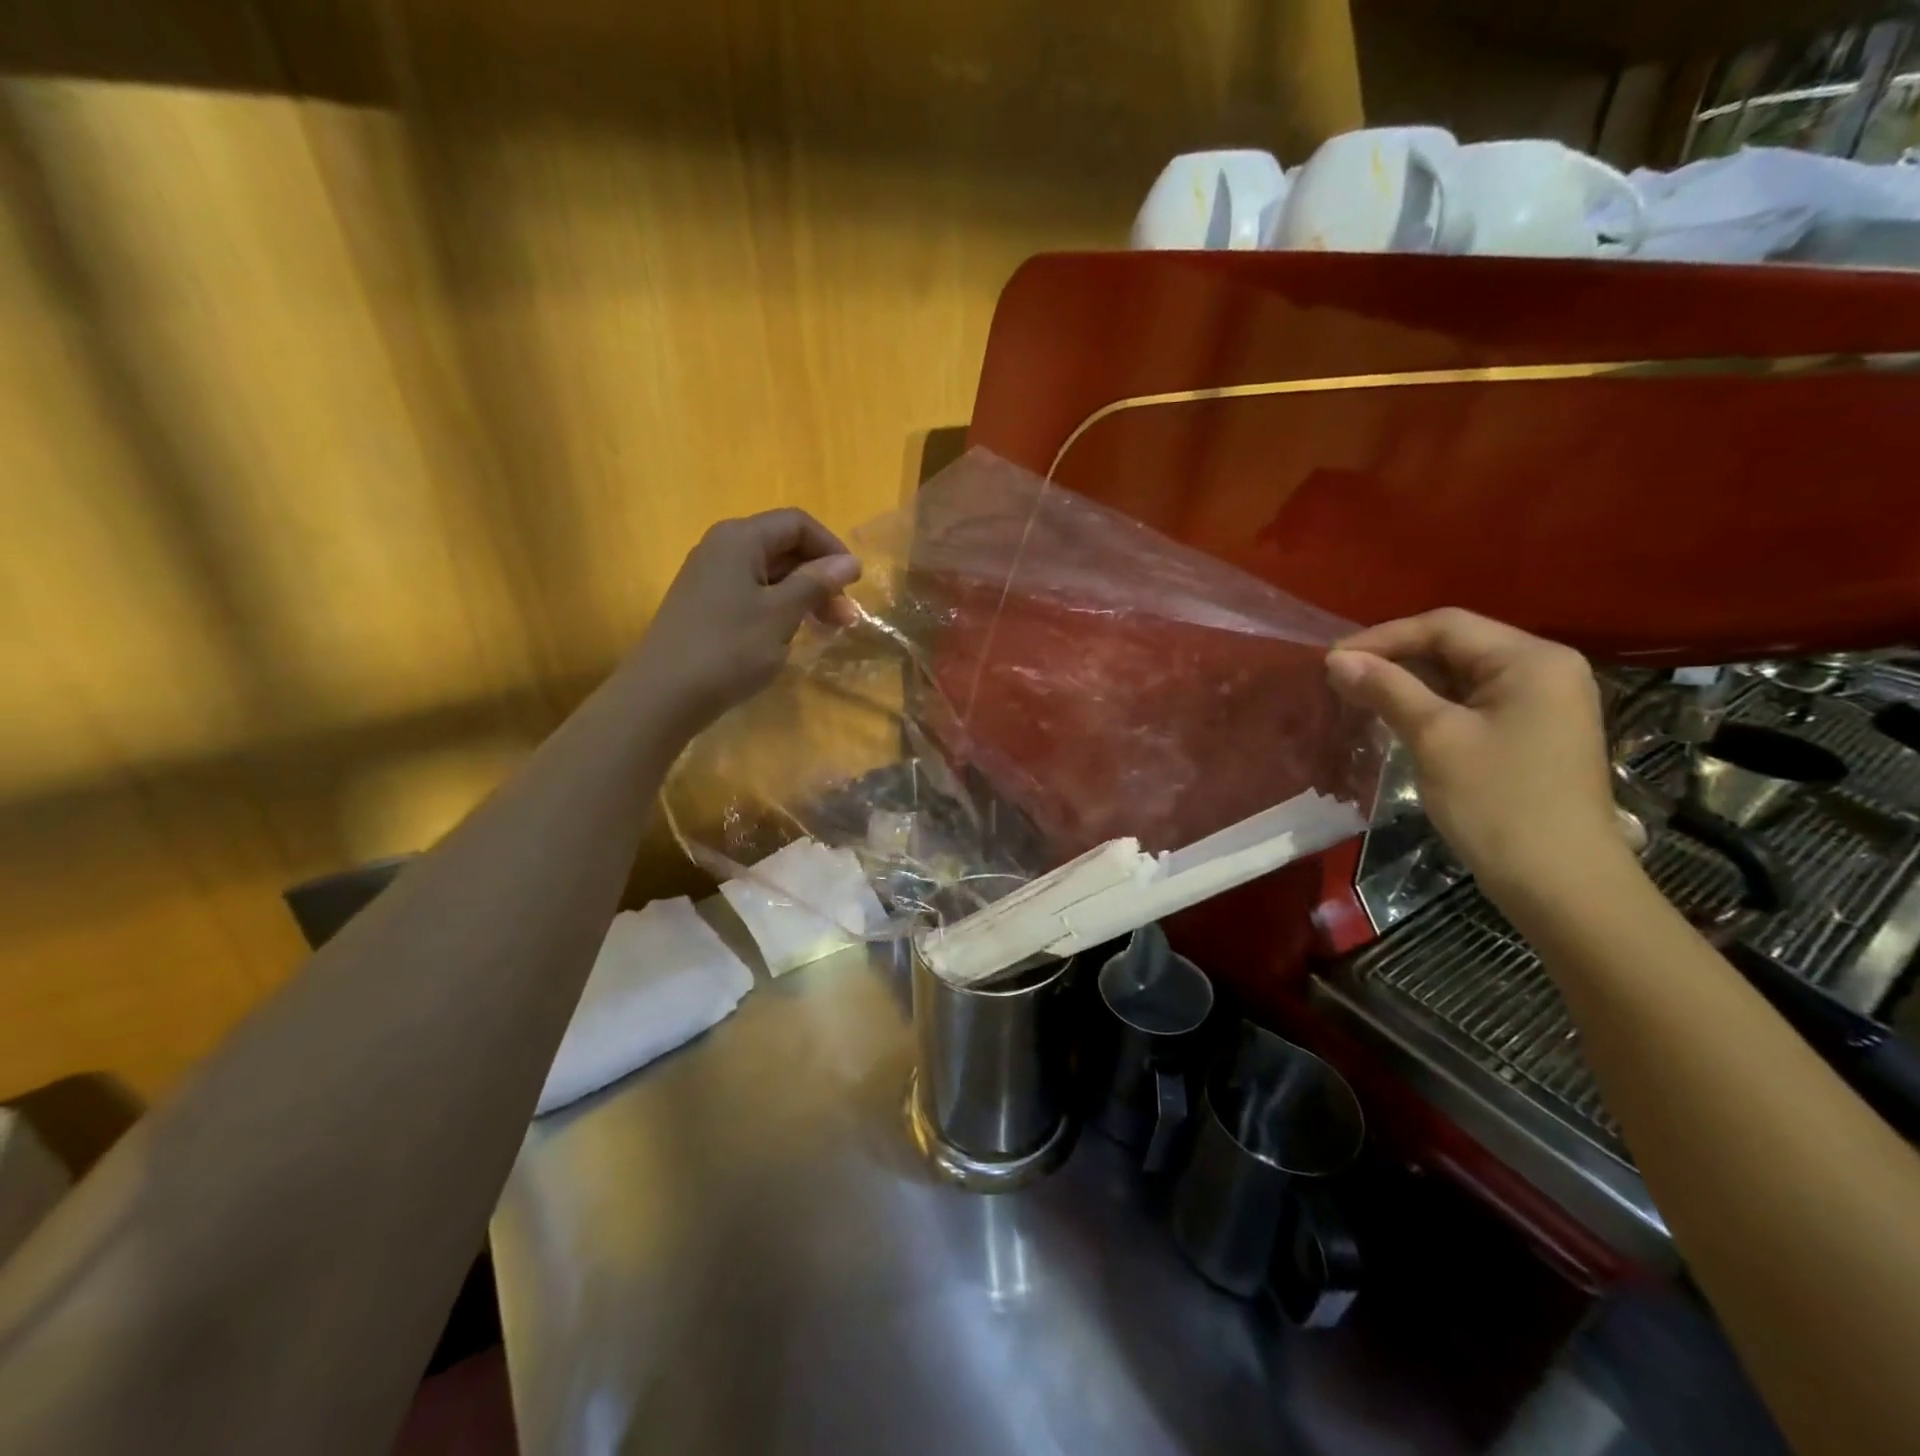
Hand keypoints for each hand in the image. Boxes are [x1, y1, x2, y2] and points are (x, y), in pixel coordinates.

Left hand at [632, 508, 860, 731]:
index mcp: (739, 538)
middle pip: (784, 548)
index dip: (831, 548)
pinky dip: (780, 609)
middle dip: (821, 578)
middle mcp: (721, 548)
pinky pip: (753, 594)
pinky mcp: (705, 606)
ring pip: (770, 574)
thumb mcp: (781, 614)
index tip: (854, 584)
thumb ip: (816, 582)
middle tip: (845, 618)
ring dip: (804, 596)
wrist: (663, 695)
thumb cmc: (728, 648)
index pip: (796, 524)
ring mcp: (710, 578)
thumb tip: (849, 561)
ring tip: (827, 630)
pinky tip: (792, 635)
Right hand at [1326, 609, 1625, 894]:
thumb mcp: (1435, 738)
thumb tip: (1337, 659)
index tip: (1331, 660)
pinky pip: (1471, 703)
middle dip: (1394, 659)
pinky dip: (1430, 705)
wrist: (1561, 884)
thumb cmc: (1498, 803)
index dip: (1383, 637)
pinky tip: (1395, 718)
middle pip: (1455, 646)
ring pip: (1460, 676)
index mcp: (1531, 660)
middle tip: (1339, 679)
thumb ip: (1387, 689)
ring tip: (1357, 697)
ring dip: (1408, 683)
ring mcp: (1542, 703)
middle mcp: (1544, 669)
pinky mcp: (1531, 733)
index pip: (1445, 626)